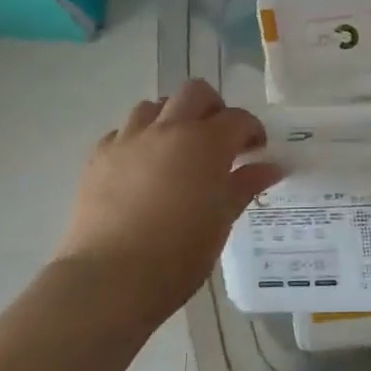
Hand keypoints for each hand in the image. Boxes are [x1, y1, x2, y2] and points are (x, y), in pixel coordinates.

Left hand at [56, 80, 282, 328]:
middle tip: (218, 139)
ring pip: (154, 106)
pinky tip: (142, 167)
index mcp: (206, 142)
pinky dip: (138, 139)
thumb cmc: (179, 253)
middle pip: (195, 93)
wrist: (111, 278)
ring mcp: (129, 139)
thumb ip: (245, 185)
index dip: (252, 131)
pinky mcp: (99, 156)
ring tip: (177, 148)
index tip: (256, 151)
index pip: (238, 118)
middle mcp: (168, 129)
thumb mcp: (222, 219)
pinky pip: (122, 131)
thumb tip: (271, 167)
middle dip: (213, 108)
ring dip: (172, 118)